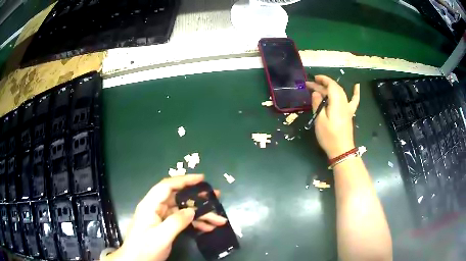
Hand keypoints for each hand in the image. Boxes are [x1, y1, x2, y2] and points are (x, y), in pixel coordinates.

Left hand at [104, 174, 226, 260]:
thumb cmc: (145, 248)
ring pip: (183, 211)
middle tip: (216, 197)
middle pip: (178, 198)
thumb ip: (176, 222)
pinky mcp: (165, 227)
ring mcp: (161, 218)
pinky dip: (194, 223)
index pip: (167, 186)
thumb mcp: (161, 236)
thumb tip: (192, 210)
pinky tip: (208, 227)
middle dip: (197, 198)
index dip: (184, 180)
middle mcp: (155, 208)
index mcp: (150, 205)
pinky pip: (182, 221)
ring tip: (218, 218)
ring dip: (200, 215)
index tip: (202, 179)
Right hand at [306, 75, 359, 158]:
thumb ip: (317, 104)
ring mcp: (348, 108)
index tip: (313, 79)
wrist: (342, 150)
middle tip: (311, 85)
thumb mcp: (319, 120)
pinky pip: (354, 100)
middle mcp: (344, 103)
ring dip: (331, 87)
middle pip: (335, 88)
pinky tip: (357, 86)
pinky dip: (356, 92)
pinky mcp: (349, 113)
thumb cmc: (329, 136)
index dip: (322, 80)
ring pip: (340, 92)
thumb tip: (316, 92)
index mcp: (336, 103)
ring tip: (322, 85)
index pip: (331, 85)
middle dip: (323, 84)